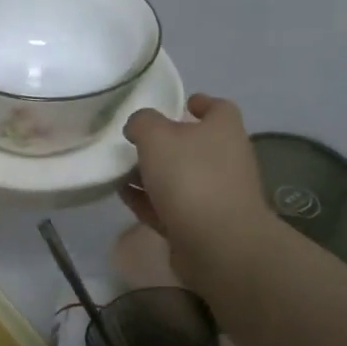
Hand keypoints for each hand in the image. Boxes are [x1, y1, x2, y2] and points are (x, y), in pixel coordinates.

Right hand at [120, 94, 269, 279]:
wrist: (217, 243)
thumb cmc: (191, 176)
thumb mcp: (156, 136)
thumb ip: (142, 122)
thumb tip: (138, 127)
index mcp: (224, 129)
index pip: (217, 108)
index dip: (199, 103)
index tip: (180, 103)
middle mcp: (226, 159)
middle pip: (194, 144)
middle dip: (166, 142)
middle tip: (135, 140)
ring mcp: (216, 194)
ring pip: (180, 177)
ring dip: (152, 174)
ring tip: (120, 169)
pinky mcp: (201, 224)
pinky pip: (170, 205)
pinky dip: (149, 199)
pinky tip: (124, 195)